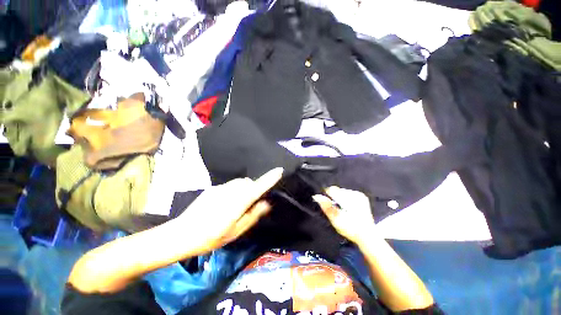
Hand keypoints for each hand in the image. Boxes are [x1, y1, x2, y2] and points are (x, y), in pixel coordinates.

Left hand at [176, 168, 282, 254]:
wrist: (182, 234)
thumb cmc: (211, 237)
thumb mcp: (235, 231)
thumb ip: (252, 215)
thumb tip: (266, 203)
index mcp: (238, 203)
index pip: (258, 187)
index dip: (270, 178)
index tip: (279, 170)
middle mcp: (231, 191)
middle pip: (249, 183)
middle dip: (254, 189)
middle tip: (250, 204)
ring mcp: (221, 188)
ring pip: (240, 183)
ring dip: (244, 189)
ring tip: (237, 205)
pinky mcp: (213, 188)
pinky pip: (230, 185)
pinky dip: (234, 191)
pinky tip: (225, 204)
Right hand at [313, 187, 376, 244]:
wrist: (367, 236)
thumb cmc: (350, 229)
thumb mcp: (336, 219)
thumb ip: (326, 206)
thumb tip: (316, 196)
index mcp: (350, 198)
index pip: (332, 189)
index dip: (326, 196)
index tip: (326, 204)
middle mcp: (355, 194)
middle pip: (337, 190)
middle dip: (333, 198)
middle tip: (335, 210)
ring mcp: (359, 195)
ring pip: (342, 192)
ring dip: (338, 199)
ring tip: (341, 210)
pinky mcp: (362, 198)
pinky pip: (348, 194)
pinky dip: (344, 200)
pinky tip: (346, 208)